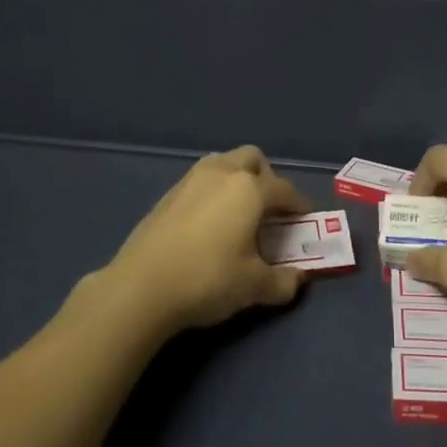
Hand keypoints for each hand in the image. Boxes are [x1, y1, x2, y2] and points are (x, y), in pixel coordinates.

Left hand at [102, 146, 310, 333]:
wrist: (141, 287)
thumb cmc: (207, 279)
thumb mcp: (253, 287)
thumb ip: (283, 281)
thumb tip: (297, 279)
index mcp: (249, 189)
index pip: (284, 190)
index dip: (299, 204)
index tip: (305, 218)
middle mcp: (222, 173)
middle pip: (253, 159)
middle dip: (267, 178)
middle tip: (270, 209)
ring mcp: (191, 180)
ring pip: (224, 163)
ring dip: (238, 179)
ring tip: (239, 212)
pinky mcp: (168, 194)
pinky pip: (202, 180)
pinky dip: (214, 191)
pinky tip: (209, 222)